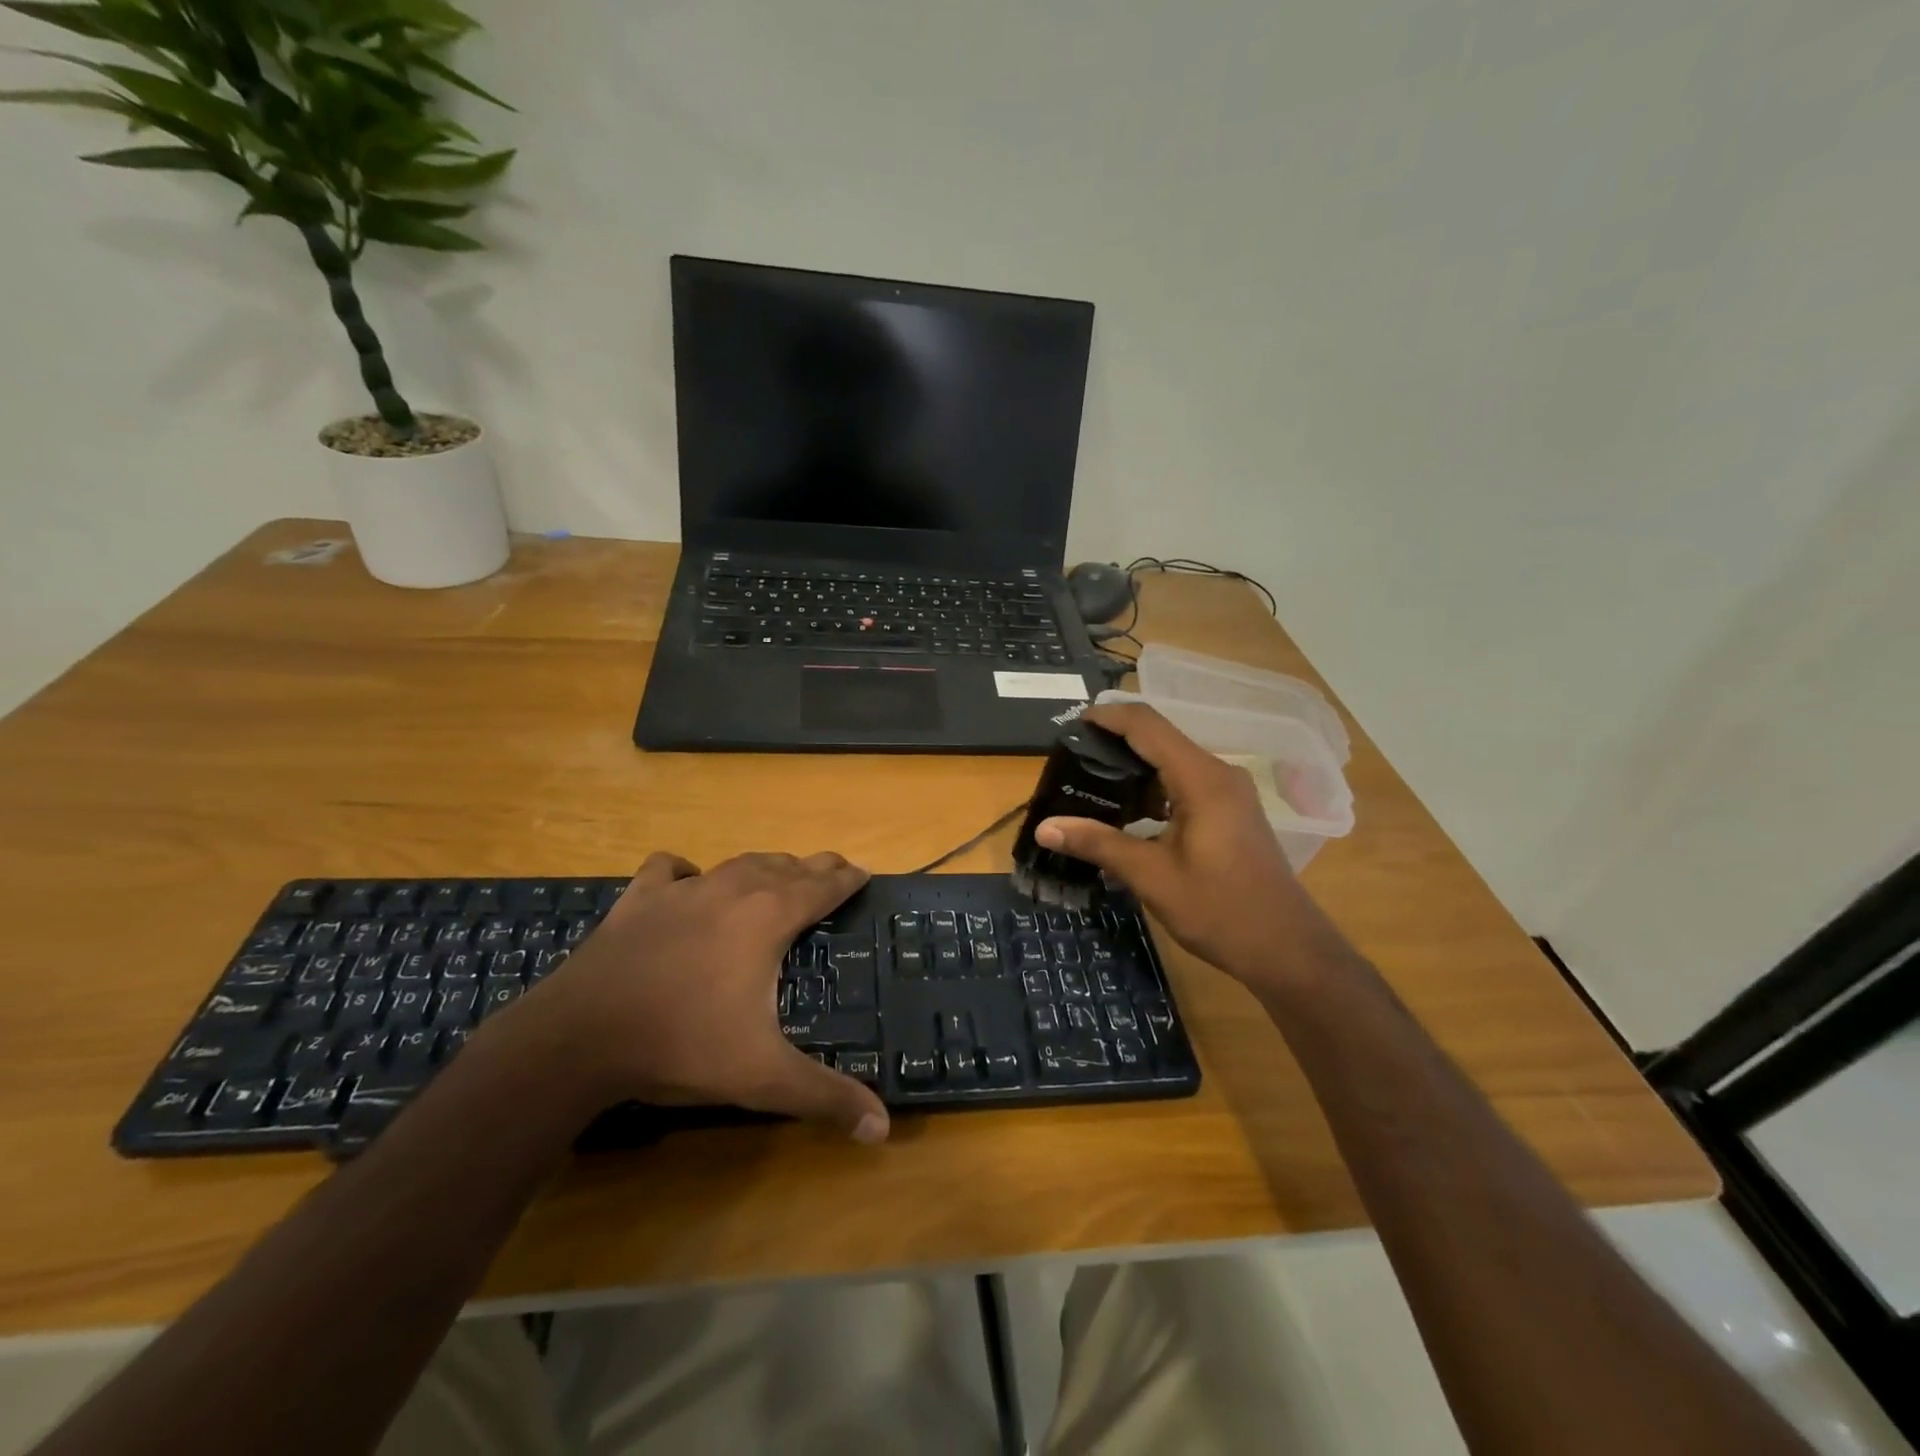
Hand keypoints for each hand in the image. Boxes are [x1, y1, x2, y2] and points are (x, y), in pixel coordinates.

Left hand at [508, 851, 888, 1142]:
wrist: (581, 1036)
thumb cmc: (682, 1045)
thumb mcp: (762, 1077)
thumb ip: (825, 1097)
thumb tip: (883, 1130)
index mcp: (768, 918)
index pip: (821, 887)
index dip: (846, 879)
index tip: (863, 871)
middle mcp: (732, 891)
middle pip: (785, 867)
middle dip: (814, 867)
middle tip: (833, 869)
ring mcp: (682, 891)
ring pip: (737, 863)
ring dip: (765, 865)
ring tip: (779, 871)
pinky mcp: (639, 899)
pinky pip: (669, 868)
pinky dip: (686, 870)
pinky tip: (688, 879)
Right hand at [1035, 703, 1327, 987]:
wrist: (1286, 949)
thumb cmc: (1220, 910)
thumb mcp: (1151, 877)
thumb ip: (1097, 844)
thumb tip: (1044, 827)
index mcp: (1201, 779)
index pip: (1147, 726)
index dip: (1108, 717)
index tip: (1071, 724)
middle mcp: (1218, 774)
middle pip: (1159, 738)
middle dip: (1114, 742)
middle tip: (1072, 760)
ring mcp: (1229, 792)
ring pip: (1172, 761)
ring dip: (1133, 767)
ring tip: (1090, 784)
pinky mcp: (1231, 811)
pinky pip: (1184, 782)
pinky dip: (1153, 788)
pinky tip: (1127, 813)